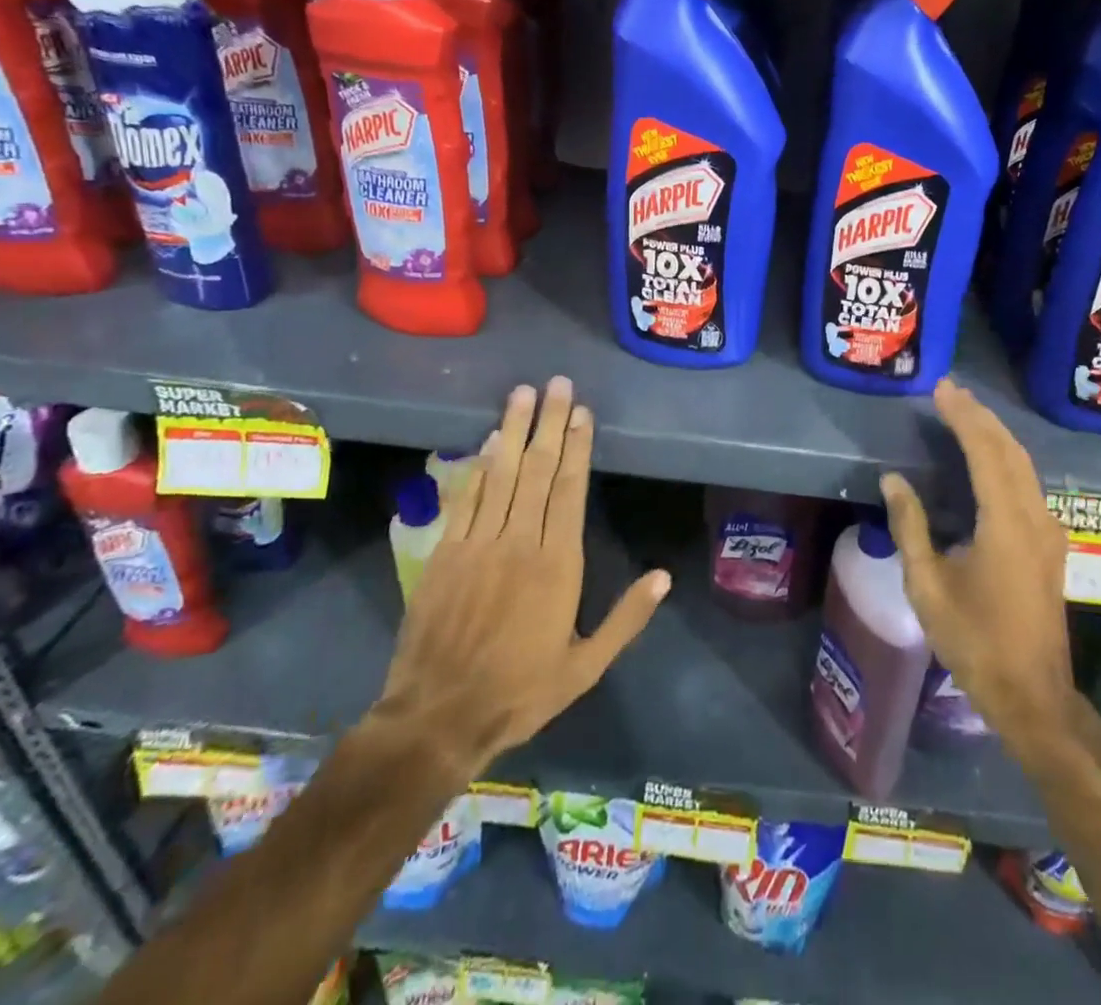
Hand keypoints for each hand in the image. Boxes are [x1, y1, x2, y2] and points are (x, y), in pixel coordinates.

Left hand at [372, 377, 670, 782]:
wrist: (437, 716)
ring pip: (501, 474)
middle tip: (556, 383)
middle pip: (537, 469)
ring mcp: (478, 543)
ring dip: (512, 430)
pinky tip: (486, 441)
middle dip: (548, 423)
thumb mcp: (585, 667)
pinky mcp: (446, 553)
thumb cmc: (520, 691)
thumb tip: (663, 576)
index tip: (581, 412)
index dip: (576, 447)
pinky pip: (467, 498)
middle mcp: (519, 541)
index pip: (570, 490)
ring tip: (522, 393)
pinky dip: (478, 466)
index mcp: (557, 564)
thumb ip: (626, 619)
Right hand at [882, 378, 1078, 753]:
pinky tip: (988, 457)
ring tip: (965, 412)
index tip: (942, 390)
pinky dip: (1005, 458)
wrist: (1032, 694)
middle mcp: (1035, 518)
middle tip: (950, 391)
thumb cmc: (974, 641)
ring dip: (995, 435)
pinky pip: (1028, 484)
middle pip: (1010, 451)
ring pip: (1024, 465)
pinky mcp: (1050, 545)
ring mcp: (1049, 531)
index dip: (963, 417)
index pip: (986, 453)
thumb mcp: (928, 586)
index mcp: (1006, 524)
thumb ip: (911, 527)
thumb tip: (893, 480)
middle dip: (981, 416)